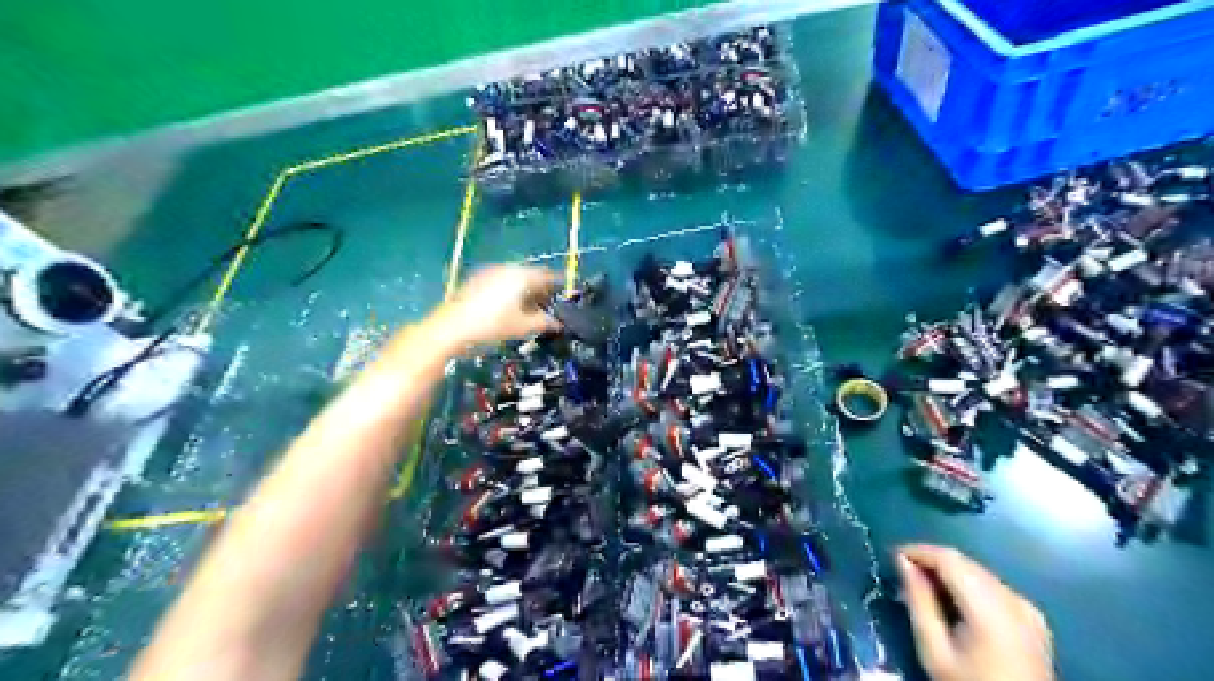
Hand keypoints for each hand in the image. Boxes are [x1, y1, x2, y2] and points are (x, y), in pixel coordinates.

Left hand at [445, 266, 560, 347]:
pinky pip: (501, 282)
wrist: (452, 327)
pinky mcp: (476, 280)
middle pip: (531, 275)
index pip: (548, 275)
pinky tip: (509, 307)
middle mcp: (507, 269)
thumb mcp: (523, 326)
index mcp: (522, 276)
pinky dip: (510, 291)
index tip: (566, 293)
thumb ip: (545, 322)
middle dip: (541, 289)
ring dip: (525, 290)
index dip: (559, 284)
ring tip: (531, 308)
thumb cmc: (492, 325)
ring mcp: (490, 273)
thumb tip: (558, 323)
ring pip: (515, 278)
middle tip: (550, 304)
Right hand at [894, 545, 1060, 680]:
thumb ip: (919, 601)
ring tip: (924, 589)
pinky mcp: (1033, 619)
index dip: (919, 551)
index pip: (949, 559)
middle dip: (932, 562)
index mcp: (990, 608)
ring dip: (949, 573)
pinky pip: (994, 587)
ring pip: (979, 572)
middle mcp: (1013, 600)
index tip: (893, 557)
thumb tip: (902, 561)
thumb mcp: (934, 650)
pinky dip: (969, 586)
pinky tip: (954, 602)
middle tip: (904, 575)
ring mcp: (1027, 609)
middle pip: (965, 563)